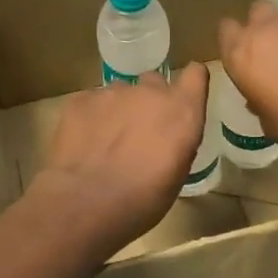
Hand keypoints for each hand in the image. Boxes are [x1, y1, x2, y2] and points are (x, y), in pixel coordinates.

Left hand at [35, 64, 209, 248]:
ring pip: (120, 93)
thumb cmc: (143, 199)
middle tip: (140, 132)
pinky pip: (91, 102)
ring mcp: (112, 92)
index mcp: (182, 110)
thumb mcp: (177, 174)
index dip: (190, 84)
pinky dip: (91, 118)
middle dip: (150, 101)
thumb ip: (177, 141)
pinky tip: (84, 145)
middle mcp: (150, 92)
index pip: (196, 75)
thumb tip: (168, 134)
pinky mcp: (81, 99)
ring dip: (118, 111)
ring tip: (106, 142)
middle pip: (154, 82)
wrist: (86, 203)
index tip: (183, 98)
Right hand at [217, 1, 277, 158]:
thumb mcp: (269, 123)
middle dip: (260, 26)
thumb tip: (260, 98)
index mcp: (242, 53)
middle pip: (256, 11)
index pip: (226, 30)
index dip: (233, 41)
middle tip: (270, 53)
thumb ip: (260, 102)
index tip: (242, 59)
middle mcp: (266, 29)